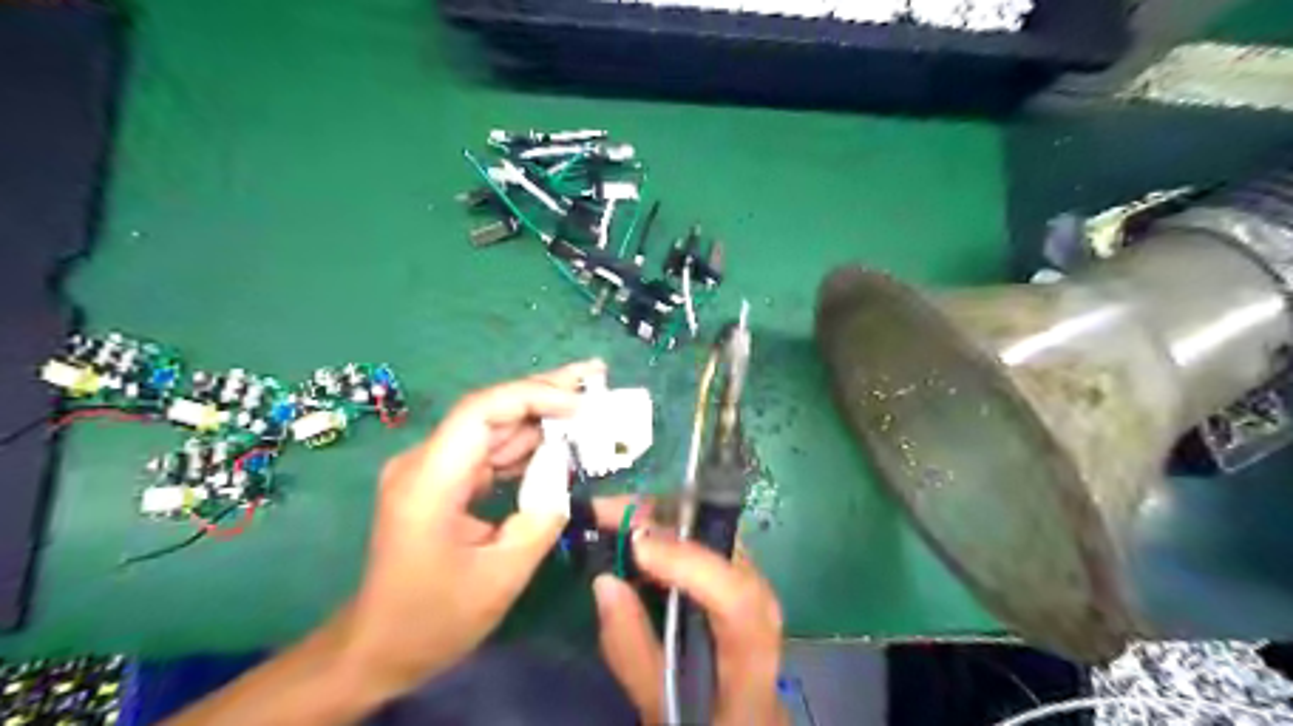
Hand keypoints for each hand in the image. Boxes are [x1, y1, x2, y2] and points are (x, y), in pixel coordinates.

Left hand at [343, 356, 604, 696]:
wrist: (377, 648)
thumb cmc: (433, 619)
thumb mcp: (501, 576)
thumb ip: (541, 518)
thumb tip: (565, 477)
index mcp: (428, 482)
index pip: (480, 412)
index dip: (533, 396)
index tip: (581, 403)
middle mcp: (425, 463)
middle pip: (490, 410)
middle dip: (545, 391)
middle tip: (595, 374)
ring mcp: (433, 470)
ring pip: (494, 427)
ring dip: (542, 415)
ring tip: (589, 401)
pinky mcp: (444, 481)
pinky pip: (491, 452)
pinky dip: (528, 445)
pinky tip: (562, 438)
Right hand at [589, 510, 787, 725]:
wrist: (738, 725)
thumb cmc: (703, 723)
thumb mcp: (659, 709)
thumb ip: (632, 650)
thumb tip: (604, 580)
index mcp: (753, 662)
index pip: (739, 602)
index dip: (691, 565)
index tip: (637, 547)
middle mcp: (766, 616)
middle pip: (731, 553)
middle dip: (671, 523)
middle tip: (613, 511)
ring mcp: (758, 593)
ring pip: (720, 539)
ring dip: (668, 518)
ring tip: (617, 513)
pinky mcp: (741, 582)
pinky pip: (709, 544)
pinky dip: (672, 530)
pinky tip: (638, 529)